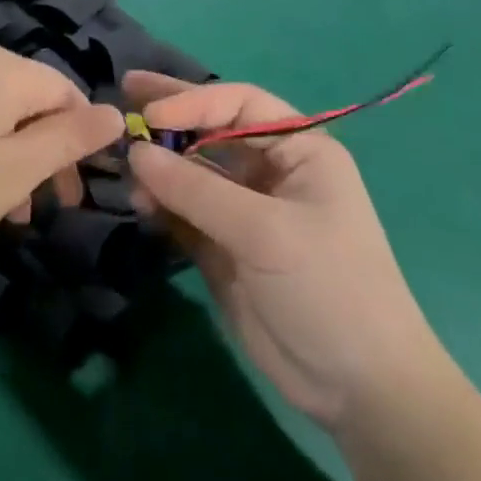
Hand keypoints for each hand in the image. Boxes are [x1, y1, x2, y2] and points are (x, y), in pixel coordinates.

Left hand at [0, 46, 123, 269]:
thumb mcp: (15, 170)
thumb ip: (70, 139)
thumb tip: (116, 111)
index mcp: (5, 71)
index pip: (68, 92)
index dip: (83, 139)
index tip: (77, 191)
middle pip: (33, 101)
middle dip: (48, 153)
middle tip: (48, 206)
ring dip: (16, 159)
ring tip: (10, 212)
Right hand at [123, 73, 439, 427]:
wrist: (356, 387)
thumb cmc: (328, 287)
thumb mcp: (265, 231)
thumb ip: (197, 189)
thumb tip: (137, 152)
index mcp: (299, 150)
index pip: (239, 105)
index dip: (193, 102)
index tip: (150, 115)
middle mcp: (270, 171)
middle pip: (211, 129)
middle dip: (169, 116)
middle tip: (124, 92)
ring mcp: (244, 210)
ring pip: (191, 171)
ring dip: (159, 166)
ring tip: (125, 172)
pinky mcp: (223, 246)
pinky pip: (183, 211)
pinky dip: (160, 203)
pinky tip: (139, 203)